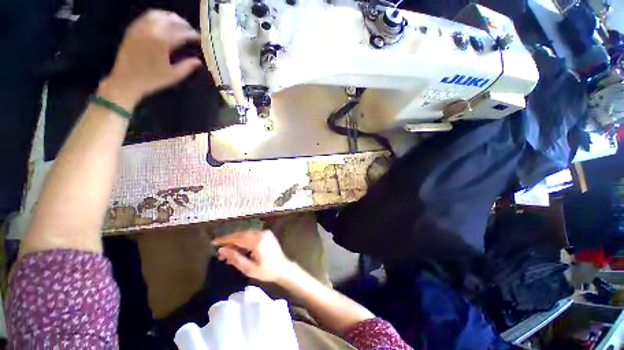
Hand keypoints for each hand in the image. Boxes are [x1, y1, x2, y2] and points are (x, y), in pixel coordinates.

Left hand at [99, 10, 201, 110]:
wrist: (126, 80)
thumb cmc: (152, 79)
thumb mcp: (173, 76)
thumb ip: (188, 67)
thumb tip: (199, 61)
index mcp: (163, 42)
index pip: (183, 33)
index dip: (193, 35)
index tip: (201, 39)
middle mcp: (152, 30)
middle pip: (172, 21)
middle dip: (184, 25)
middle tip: (192, 31)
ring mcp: (141, 27)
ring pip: (159, 14)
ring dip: (172, 18)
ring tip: (179, 24)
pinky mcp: (133, 28)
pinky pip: (147, 16)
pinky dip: (158, 15)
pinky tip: (164, 21)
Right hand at [212, 230, 291, 282]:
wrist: (283, 268)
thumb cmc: (267, 271)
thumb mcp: (249, 269)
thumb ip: (235, 258)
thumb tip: (221, 250)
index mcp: (257, 241)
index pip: (238, 238)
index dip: (225, 240)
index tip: (213, 242)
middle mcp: (261, 233)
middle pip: (241, 234)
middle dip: (229, 242)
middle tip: (220, 253)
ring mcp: (265, 233)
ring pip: (246, 234)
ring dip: (236, 242)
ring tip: (228, 254)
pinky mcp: (267, 234)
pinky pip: (252, 235)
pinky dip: (244, 241)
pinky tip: (239, 250)